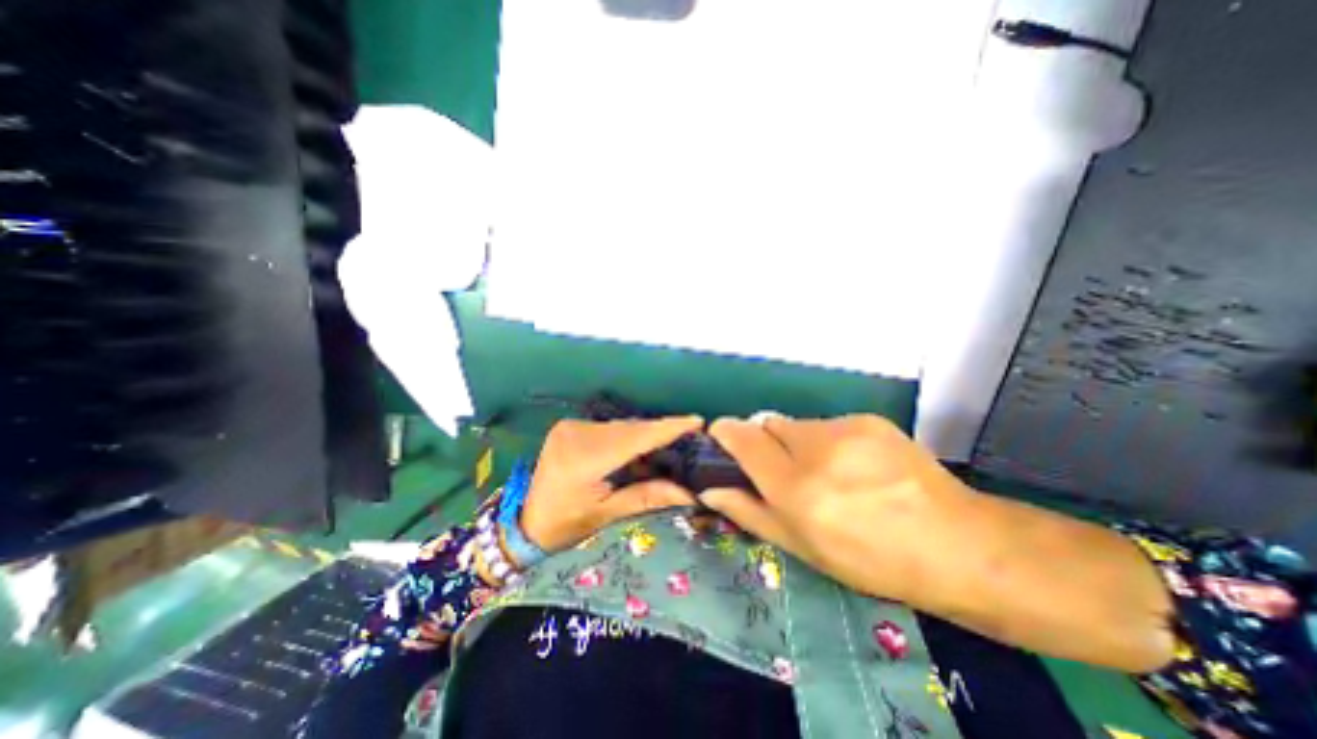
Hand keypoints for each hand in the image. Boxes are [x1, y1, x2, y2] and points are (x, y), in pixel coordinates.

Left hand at [522, 416, 710, 554]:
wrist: (526, 525)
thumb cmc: (566, 527)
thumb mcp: (608, 515)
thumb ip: (648, 497)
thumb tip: (690, 492)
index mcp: (583, 458)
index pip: (635, 437)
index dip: (668, 428)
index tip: (697, 422)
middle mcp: (576, 433)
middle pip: (630, 429)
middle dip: (662, 432)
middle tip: (691, 434)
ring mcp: (571, 426)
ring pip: (622, 426)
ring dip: (646, 434)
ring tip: (673, 442)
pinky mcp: (571, 426)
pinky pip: (611, 428)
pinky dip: (630, 436)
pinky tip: (643, 447)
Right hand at [700, 417, 1171, 668]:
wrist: (958, 544)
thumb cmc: (870, 559)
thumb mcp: (802, 548)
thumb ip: (749, 512)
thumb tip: (710, 488)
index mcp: (796, 488)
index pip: (742, 438)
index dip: (725, 433)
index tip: (721, 439)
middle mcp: (816, 450)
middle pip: (766, 424)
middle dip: (763, 442)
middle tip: (783, 471)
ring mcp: (845, 429)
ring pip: (797, 424)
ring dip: (796, 443)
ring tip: (825, 472)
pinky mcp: (867, 420)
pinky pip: (827, 424)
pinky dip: (826, 441)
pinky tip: (853, 466)